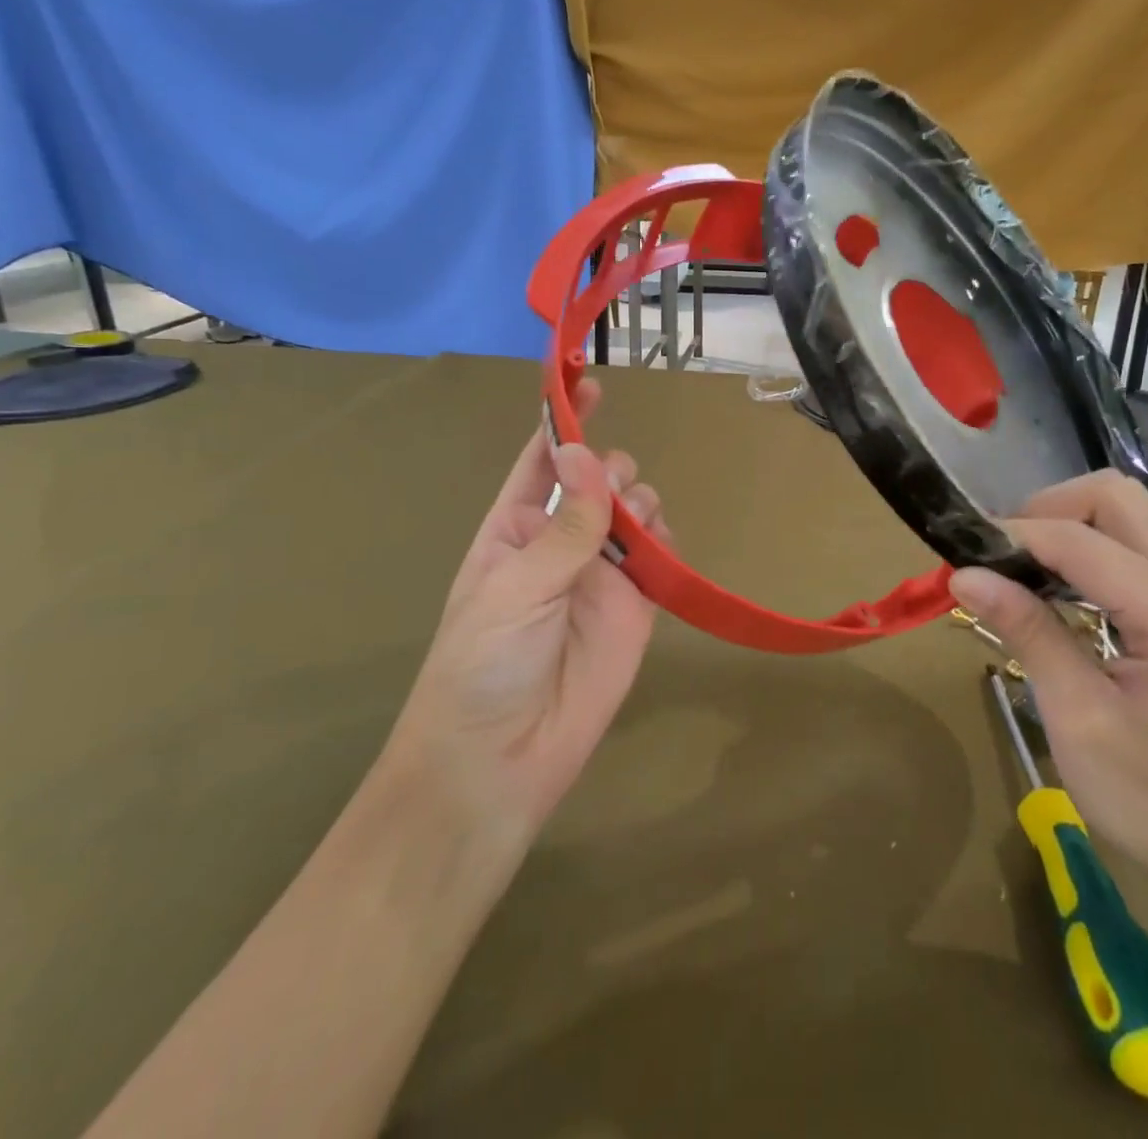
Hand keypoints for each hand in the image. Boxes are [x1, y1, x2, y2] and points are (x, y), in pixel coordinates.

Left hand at [384, 380, 665, 852]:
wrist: (500, 762)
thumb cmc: (482, 665)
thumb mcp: (514, 587)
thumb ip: (564, 526)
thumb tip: (592, 458)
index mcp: (514, 527)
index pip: (541, 461)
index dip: (564, 423)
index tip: (590, 386)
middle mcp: (560, 541)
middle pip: (598, 478)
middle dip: (609, 470)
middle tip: (611, 491)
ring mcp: (601, 573)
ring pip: (635, 509)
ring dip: (639, 501)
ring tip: (634, 527)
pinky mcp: (636, 605)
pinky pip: (661, 555)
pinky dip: (666, 541)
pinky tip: (659, 552)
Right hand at [949, 471, 1147, 904]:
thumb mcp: (1078, 718)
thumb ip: (1028, 632)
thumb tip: (964, 574)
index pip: (1078, 538)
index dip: (1013, 535)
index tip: (960, 554)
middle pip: (1116, 498)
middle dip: (1048, 509)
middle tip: (1001, 554)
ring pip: (1129, 517)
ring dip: (1068, 527)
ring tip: (1019, 571)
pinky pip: (1139, 550)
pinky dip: (1090, 553)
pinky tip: (1059, 594)